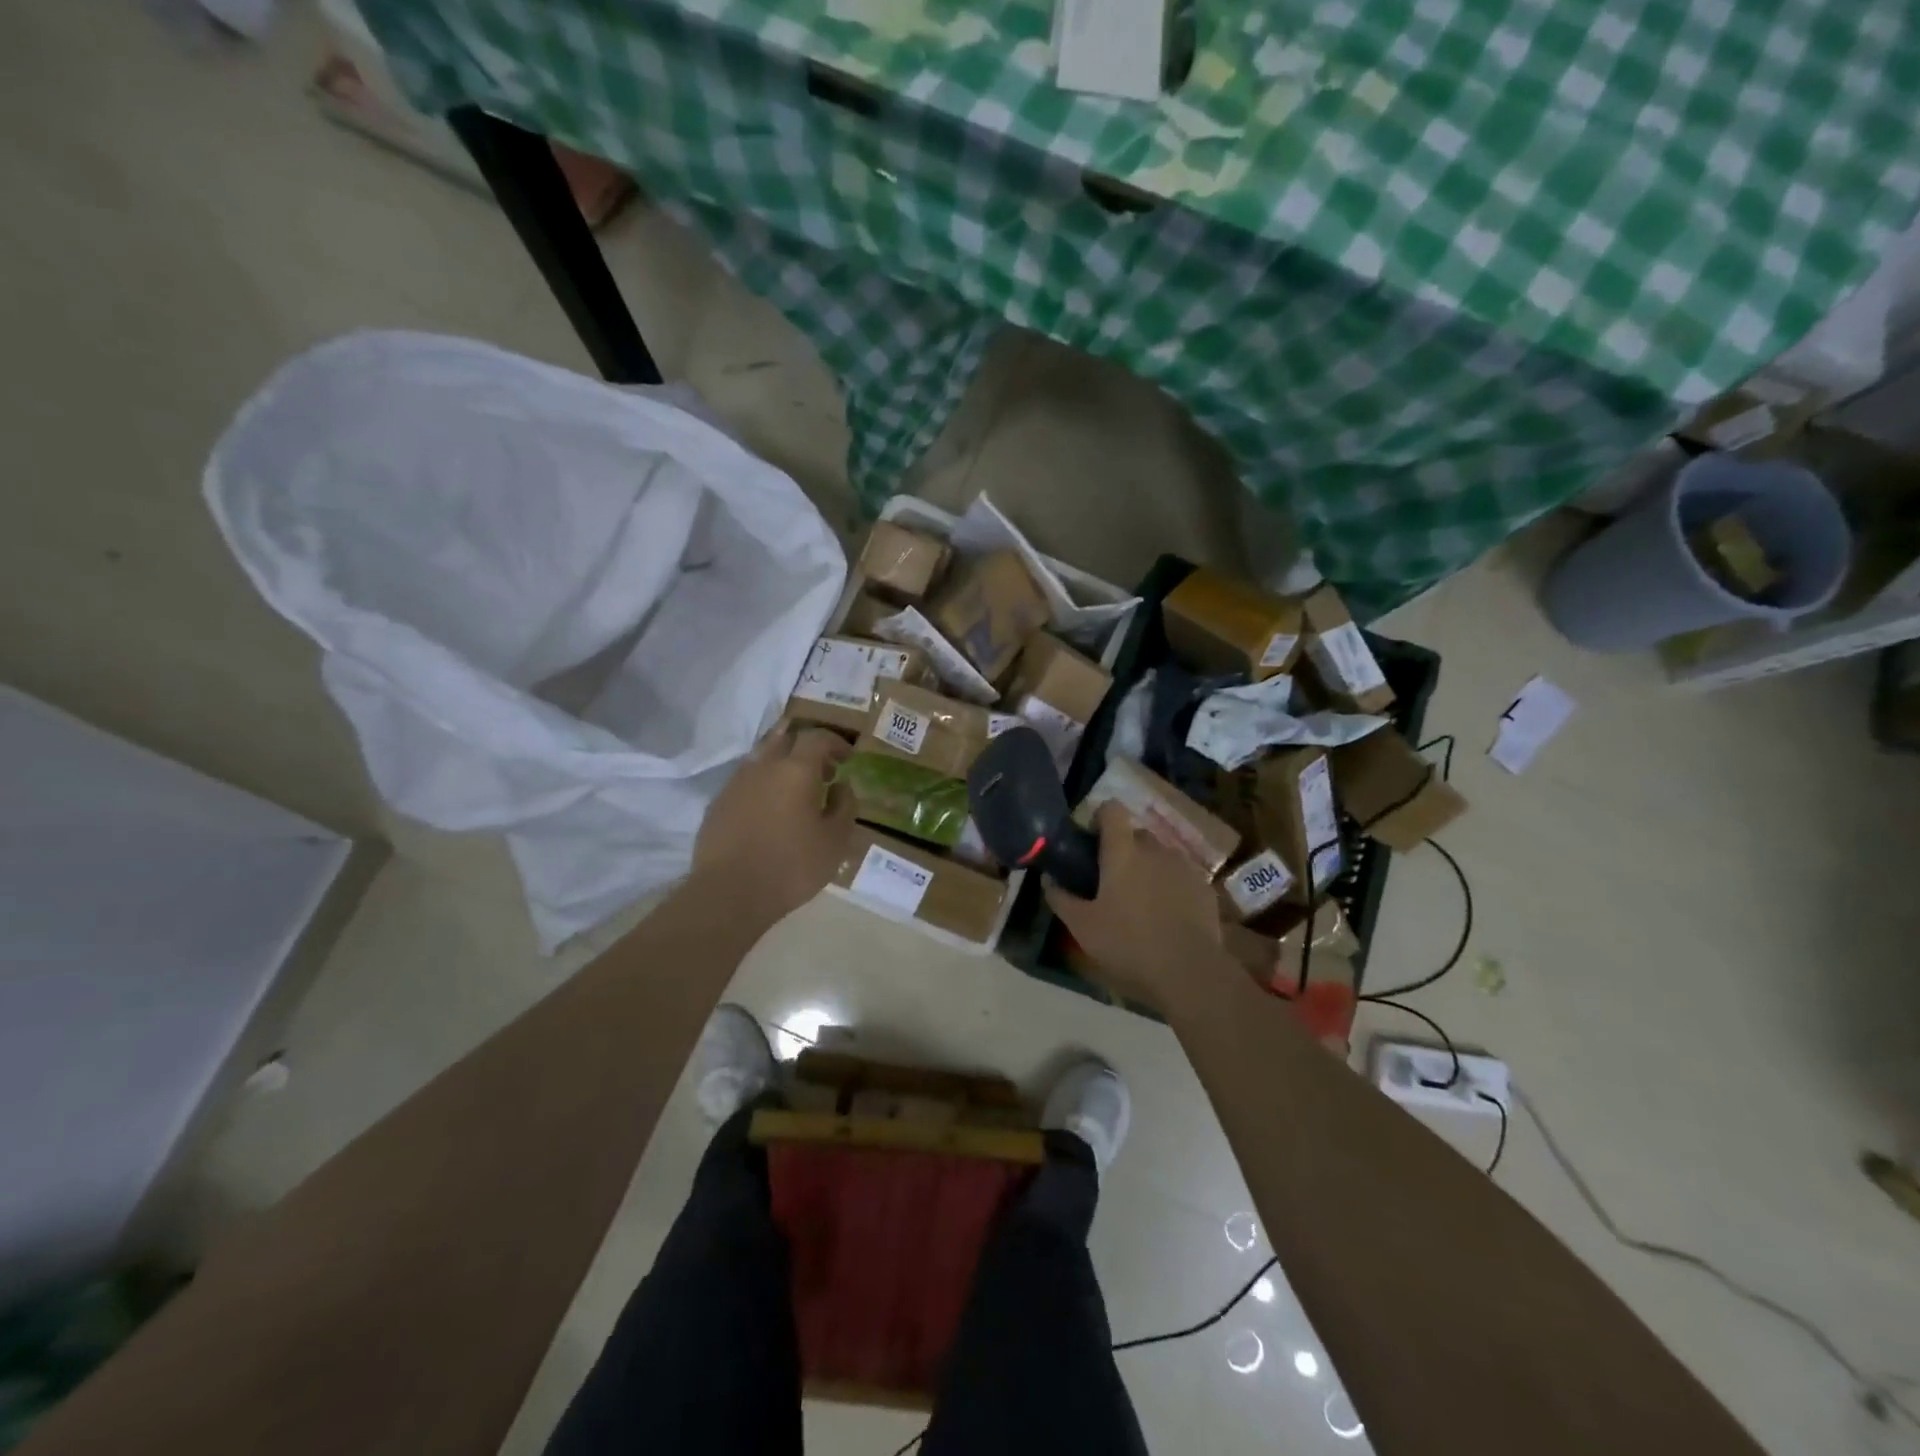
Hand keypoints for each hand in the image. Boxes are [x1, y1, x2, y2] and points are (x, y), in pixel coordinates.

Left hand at [694, 725, 854, 921]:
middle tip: (822, 770)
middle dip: (806, 747)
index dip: (835, 742)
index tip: (847, 758)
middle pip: (784, 738)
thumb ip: (844, 806)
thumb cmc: (792, 866)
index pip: (817, 737)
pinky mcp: (717, 803)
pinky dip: (762, 785)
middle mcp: (764, 767)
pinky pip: (745, 781)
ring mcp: (736, 783)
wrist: (730, 893)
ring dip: (782, 765)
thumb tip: (841, 786)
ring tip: (795, 791)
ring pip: (761, 758)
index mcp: (796, 770)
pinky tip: (769, 811)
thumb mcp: (835, 841)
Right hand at [1043, 802, 1237, 1014]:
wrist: (1189, 973)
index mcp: (1123, 852)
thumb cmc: (1128, 945)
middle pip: (1136, 834)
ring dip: (1149, 868)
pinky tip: (1167, 916)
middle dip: (1123, 849)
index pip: (1112, 810)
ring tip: (1141, 900)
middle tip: (1112, 880)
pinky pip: (1181, 876)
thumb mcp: (1082, 927)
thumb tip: (1048, 878)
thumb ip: (1061, 898)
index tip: (1092, 840)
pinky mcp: (1204, 887)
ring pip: (1160, 855)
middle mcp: (1155, 849)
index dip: (1100, 818)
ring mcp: (1184, 867)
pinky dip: (1171, 887)